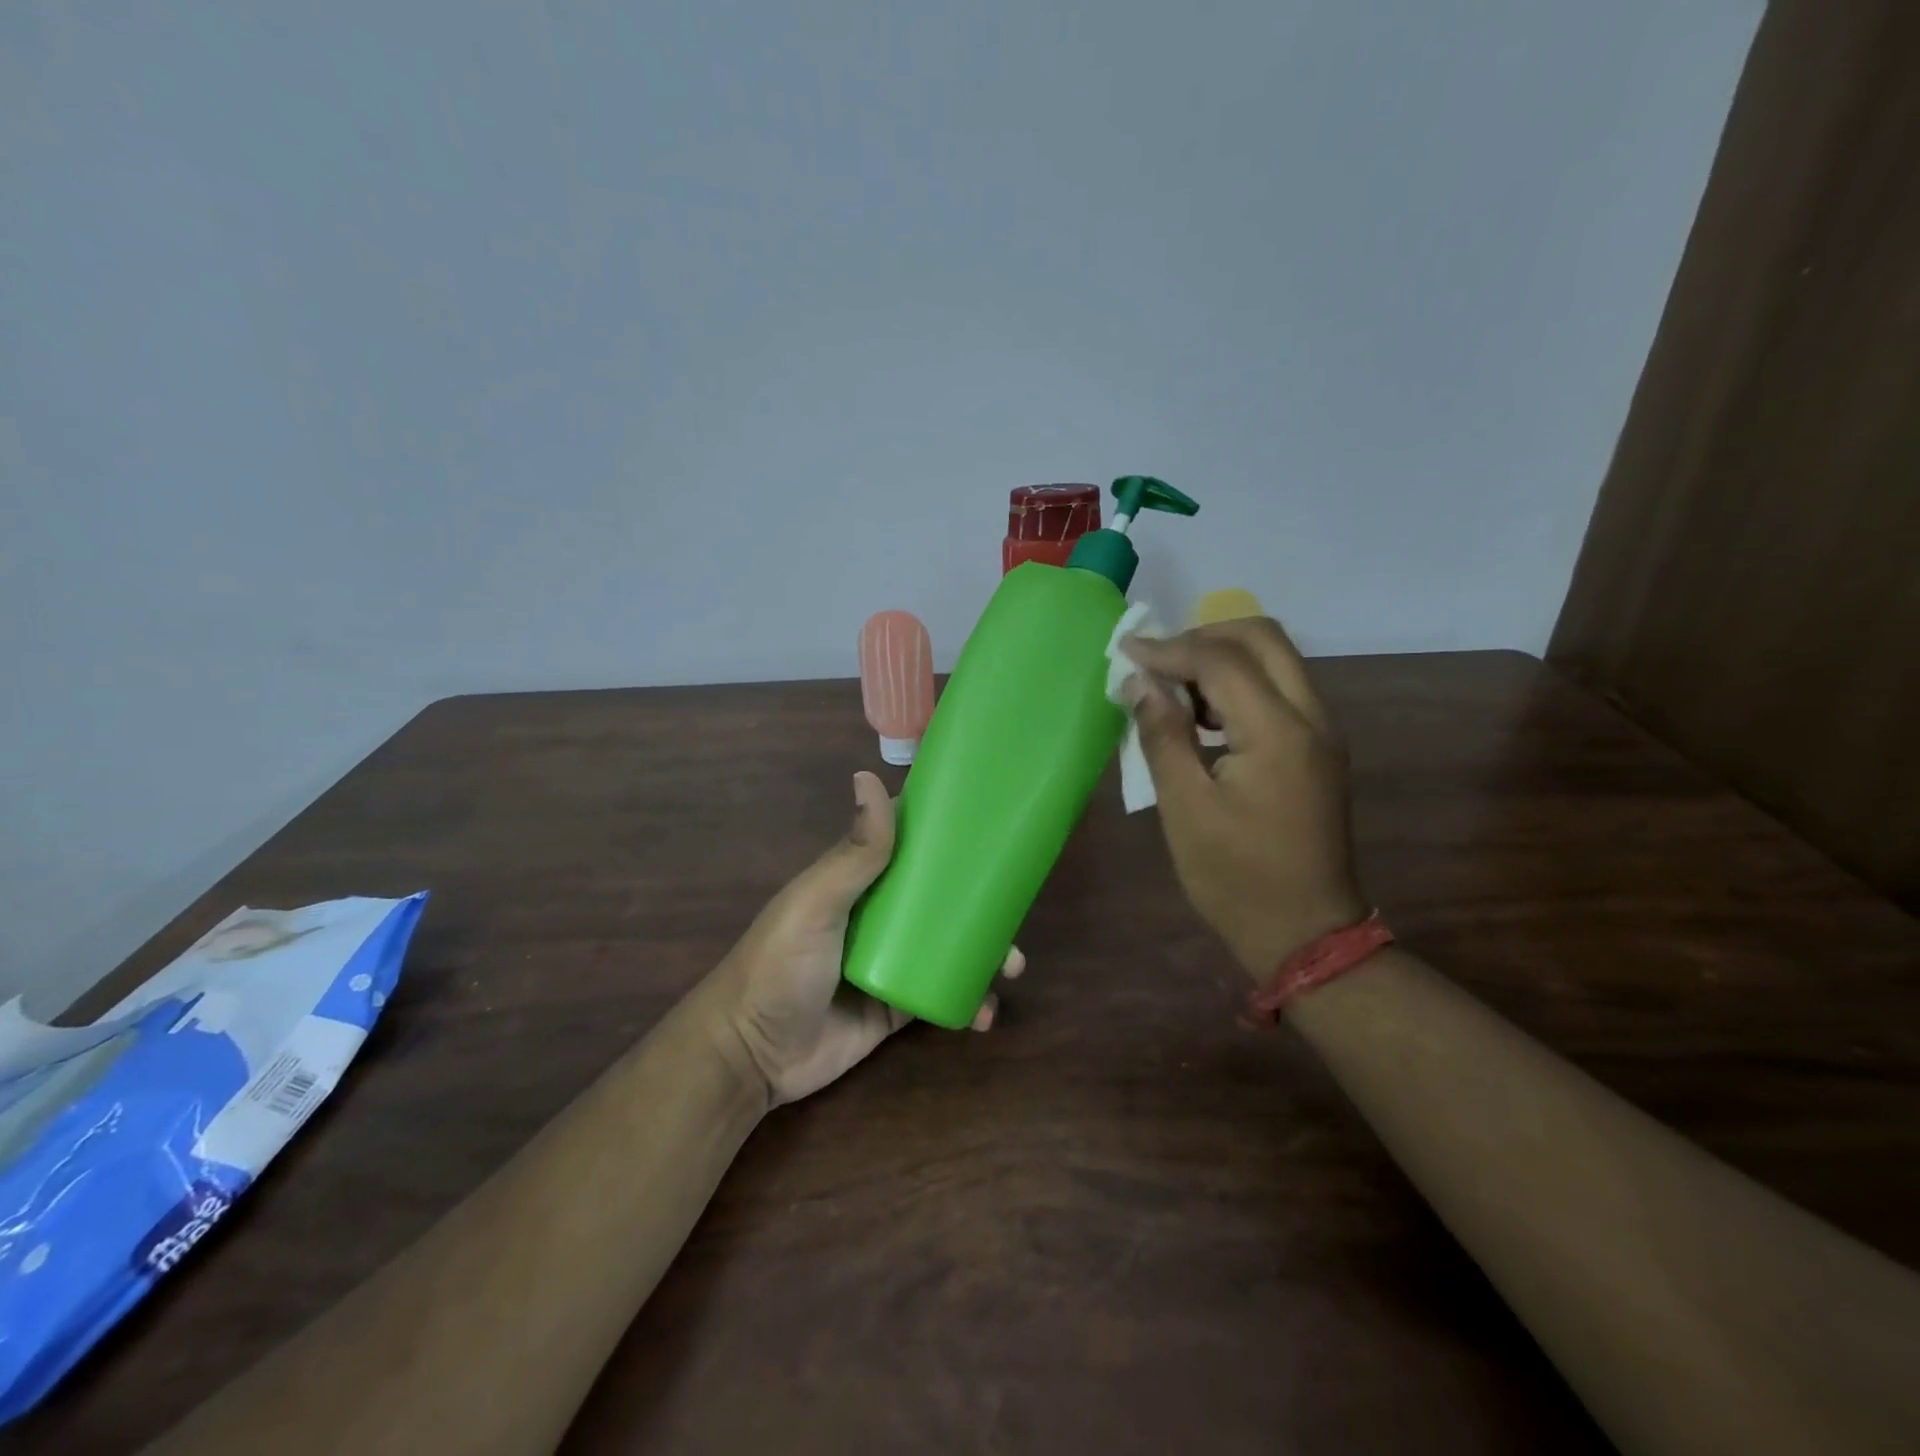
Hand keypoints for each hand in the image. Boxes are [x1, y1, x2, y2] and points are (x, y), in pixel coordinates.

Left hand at [709, 770, 1024, 1105]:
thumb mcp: (816, 903)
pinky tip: (985, 1013)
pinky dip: (969, 1001)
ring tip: (1011, 967)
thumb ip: (853, 853)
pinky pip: (943, 995)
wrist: (751, 1056)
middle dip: (982, 901)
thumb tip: (868, 775)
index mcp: (861, 880)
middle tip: (1016, 911)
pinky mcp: (897, 1007)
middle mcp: (880, 915)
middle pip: (942, 897)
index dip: (948, 831)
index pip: (909, 842)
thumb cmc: (780, 965)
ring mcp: (892, 961)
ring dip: (986, 952)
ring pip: (951, 945)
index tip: (993, 821)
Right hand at [1121, 617, 1367, 977]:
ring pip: (1276, 659)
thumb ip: (1163, 736)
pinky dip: (1239, 683)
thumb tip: (1139, 683)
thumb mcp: (1185, 809)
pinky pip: (1280, 689)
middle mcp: (1311, 718)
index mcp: (1278, 732)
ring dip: (1222, 658)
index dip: (1169, 649)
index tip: (1125, 652)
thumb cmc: (1235, 878)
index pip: (1222, 660)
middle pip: (1263, 638)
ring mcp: (1322, 732)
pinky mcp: (1318, 748)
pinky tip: (1203, 716)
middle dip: (1203, 636)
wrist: (1305, 932)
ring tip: (1172, 687)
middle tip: (1156, 661)